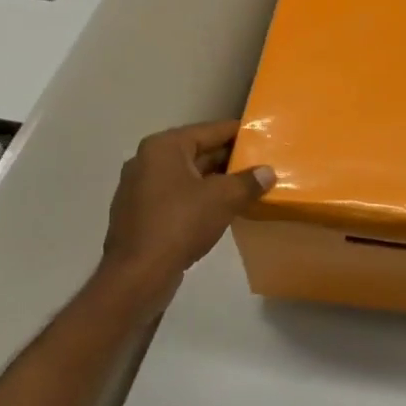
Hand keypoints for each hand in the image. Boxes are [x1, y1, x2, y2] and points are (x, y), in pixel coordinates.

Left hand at [102, 120, 273, 295]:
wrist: (138, 275)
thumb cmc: (180, 224)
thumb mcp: (224, 199)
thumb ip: (248, 181)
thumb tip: (268, 172)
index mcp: (164, 147)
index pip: (211, 130)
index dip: (239, 133)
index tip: (264, 135)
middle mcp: (147, 161)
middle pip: (198, 152)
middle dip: (229, 159)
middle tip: (261, 163)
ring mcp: (140, 189)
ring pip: (188, 176)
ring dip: (216, 181)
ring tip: (248, 186)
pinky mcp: (140, 214)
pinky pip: (177, 196)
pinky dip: (199, 198)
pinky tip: (222, 210)